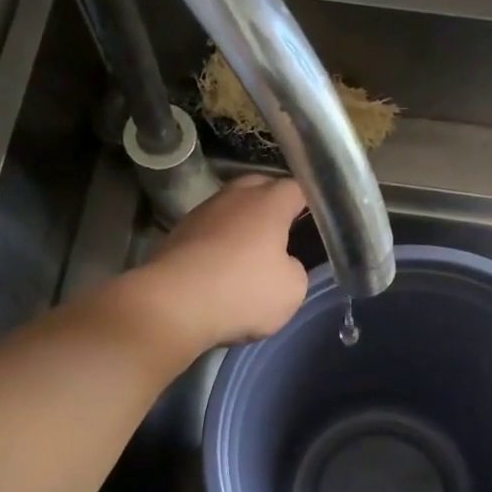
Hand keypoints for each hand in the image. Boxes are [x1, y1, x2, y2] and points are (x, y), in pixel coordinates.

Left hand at [129, 176, 309, 353]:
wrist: (172, 305)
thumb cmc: (242, 291)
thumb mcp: (292, 289)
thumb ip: (295, 269)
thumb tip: (283, 263)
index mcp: (268, 203)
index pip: (296, 187)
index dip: (310, 199)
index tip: (319, 214)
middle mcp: (233, 198)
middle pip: (259, 186)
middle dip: (273, 201)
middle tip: (287, 225)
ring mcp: (201, 214)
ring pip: (230, 207)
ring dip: (242, 222)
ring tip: (254, 247)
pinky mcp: (177, 235)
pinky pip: (208, 230)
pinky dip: (219, 241)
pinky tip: (223, 264)